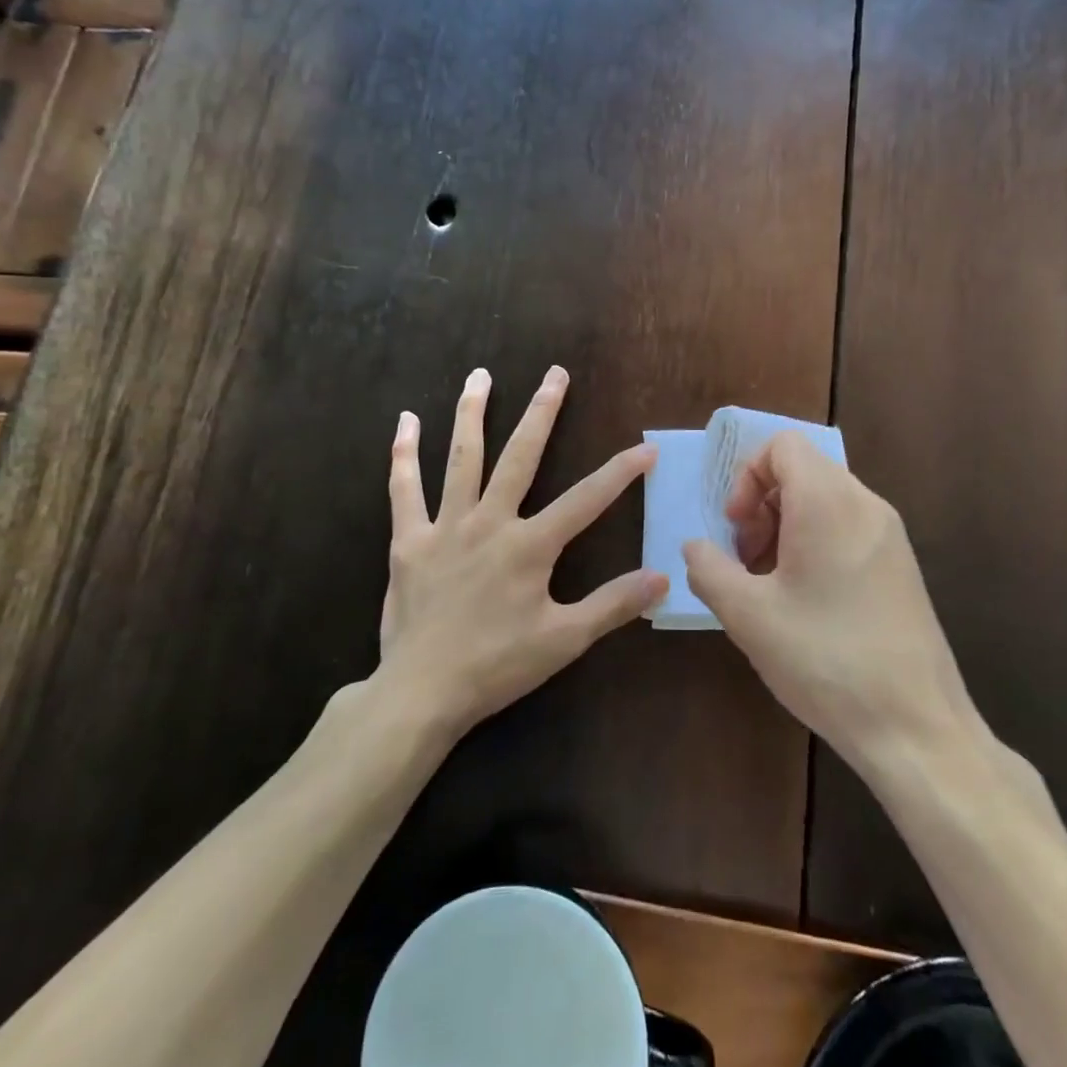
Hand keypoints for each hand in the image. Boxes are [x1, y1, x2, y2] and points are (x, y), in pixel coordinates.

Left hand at [379, 366, 665, 736]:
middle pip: (521, 456)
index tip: (646, 447)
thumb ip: (613, 604)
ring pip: (462, 458)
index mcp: (530, 546)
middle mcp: (490, 522)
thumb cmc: (497, 666)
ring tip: (480, 374)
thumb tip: (662, 577)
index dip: (620, 472)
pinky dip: (404, 454)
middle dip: (542, 412)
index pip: (586, 499)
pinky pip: (405, 489)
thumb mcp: (564, 640)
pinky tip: (405, 421)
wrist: (422, 692)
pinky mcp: (409, 540)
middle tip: (555, 373)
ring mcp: (446, 526)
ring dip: (472, 413)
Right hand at [682, 432, 992, 779]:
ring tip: (769, 584)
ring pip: (823, 500)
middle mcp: (865, 504)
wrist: (916, 728)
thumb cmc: (824, 659)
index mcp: (828, 502)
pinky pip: (847, 527)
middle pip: (801, 470)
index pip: (782, 445)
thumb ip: (708, 568)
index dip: (747, 476)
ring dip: (784, 527)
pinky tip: (803, 601)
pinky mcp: (901, 565)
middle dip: (761, 505)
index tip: (735, 527)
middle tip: (745, 560)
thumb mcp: (747, 615)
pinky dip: (814, 544)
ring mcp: (889, 535)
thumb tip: (695, 547)